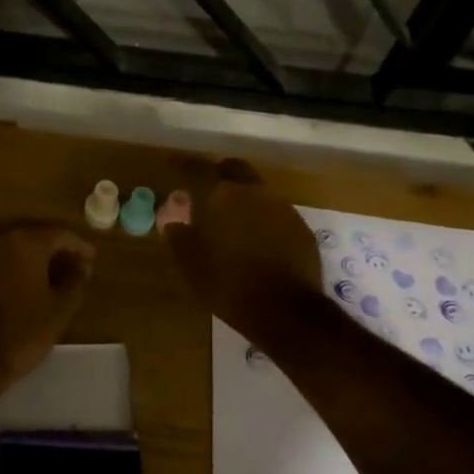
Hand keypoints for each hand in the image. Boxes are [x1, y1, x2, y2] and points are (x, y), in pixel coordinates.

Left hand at [0, 225, 94, 387]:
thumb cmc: (23, 332)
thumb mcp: (61, 308)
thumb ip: (76, 280)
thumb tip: (82, 264)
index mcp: (26, 244)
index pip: (59, 234)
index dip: (78, 246)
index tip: (92, 258)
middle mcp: (1, 242)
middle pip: (36, 240)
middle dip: (57, 253)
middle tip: (76, 269)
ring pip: (17, 254)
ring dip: (37, 264)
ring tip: (55, 282)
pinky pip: (1, 267)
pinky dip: (18, 273)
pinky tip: (29, 291)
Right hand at [164, 159, 323, 339]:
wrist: (286, 311)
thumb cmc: (228, 283)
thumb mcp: (191, 263)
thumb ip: (179, 236)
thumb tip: (174, 221)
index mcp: (222, 195)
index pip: (197, 168)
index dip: (182, 164)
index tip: (171, 163)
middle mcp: (254, 192)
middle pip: (234, 169)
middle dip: (218, 174)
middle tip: (204, 189)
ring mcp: (282, 208)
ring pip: (257, 190)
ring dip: (242, 197)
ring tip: (230, 218)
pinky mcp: (301, 228)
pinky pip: (276, 213)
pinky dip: (262, 218)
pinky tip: (256, 239)